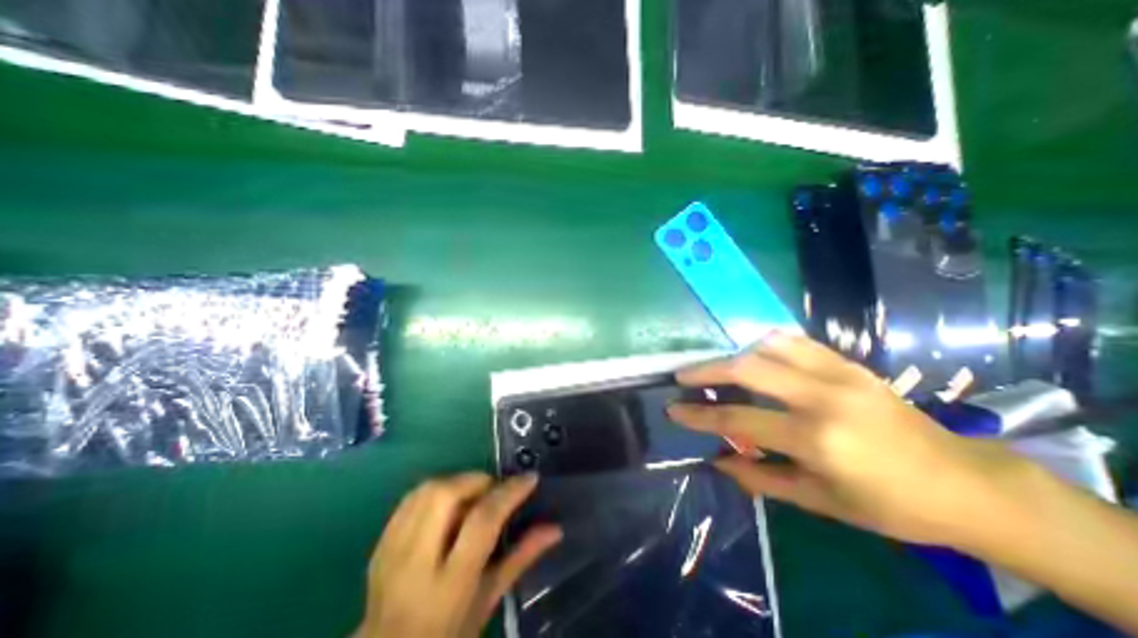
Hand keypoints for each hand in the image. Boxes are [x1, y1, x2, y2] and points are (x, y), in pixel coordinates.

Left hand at [357, 475, 561, 637]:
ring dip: (457, 481)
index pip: (482, 521)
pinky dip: (436, 489)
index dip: (509, 492)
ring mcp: (392, 552)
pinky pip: (410, 497)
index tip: (529, 478)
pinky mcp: (380, 543)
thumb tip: (555, 528)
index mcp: (449, 585)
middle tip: (494, 489)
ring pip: (426, 489)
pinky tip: (448, 503)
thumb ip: (521, 558)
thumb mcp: (489, 601)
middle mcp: (416, 564)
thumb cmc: (449, 635)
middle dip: (477, 480)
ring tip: (473, 495)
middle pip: (446, 494)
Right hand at [670, 333, 1047, 546]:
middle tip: (683, 377)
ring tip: (716, 367)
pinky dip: (765, 344)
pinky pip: (795, 341)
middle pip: (747, 369)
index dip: (699, 415)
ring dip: (734, 354)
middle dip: (707, 370)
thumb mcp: (819, 502)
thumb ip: (761, 478)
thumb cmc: (889, 504)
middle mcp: (823, 397)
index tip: (673, 410)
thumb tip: (718, 460)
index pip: (739, 420)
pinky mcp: (848, 362)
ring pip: (768, 346)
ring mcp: (838, 373)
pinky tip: (753, 353)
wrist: (964, 481)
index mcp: (816, 439)